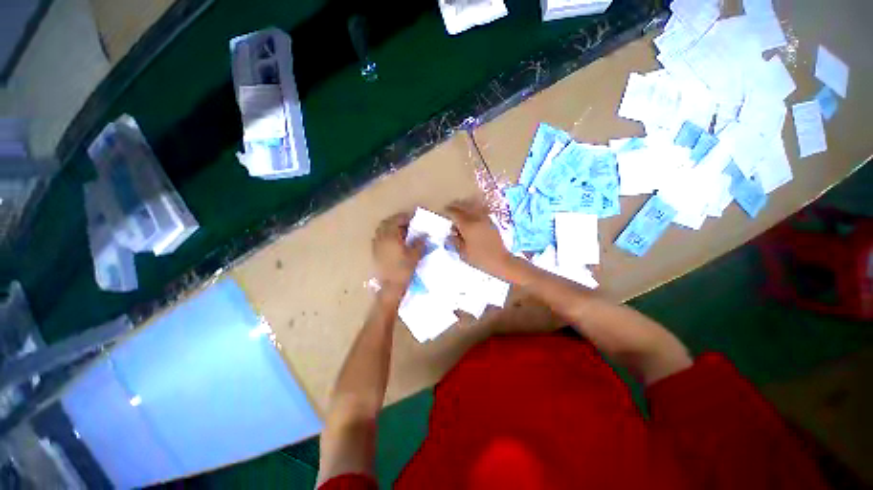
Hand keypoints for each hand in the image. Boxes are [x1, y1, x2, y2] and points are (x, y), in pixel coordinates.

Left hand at [372, 213, 424, 294]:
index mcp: (390, 236)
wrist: (390, 287)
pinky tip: (396, 242)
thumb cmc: (403, 270)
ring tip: (402, 233)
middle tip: (407, 224)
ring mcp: (376, 245)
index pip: (396, 220)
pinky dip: (387, 236)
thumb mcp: (414, 255)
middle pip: (386, 223)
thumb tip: (424, 235)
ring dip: (391, 228)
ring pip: (382, 230)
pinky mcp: (375, 253)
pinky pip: (380, 238)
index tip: (413, 219)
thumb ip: (419, 243)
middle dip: (396, 221)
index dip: (404, 217)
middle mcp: (381, 238)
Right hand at [445, 198, 514, 277]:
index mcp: (467, 226)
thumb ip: (455, 242)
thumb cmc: (480, 259)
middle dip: (456, 206)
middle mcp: (476, 219)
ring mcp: (485, 219)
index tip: (443, 211)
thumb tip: (450, 234)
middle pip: (464, 207)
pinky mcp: (492, 222)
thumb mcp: (463, 253)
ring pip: (473, 207)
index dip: (448, 211)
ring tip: (461, 211)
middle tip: (450, 208)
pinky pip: (480, 211)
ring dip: (465, 207)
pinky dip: (474, 210)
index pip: (455, 213)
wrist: (501, 261)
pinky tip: (471, 216)